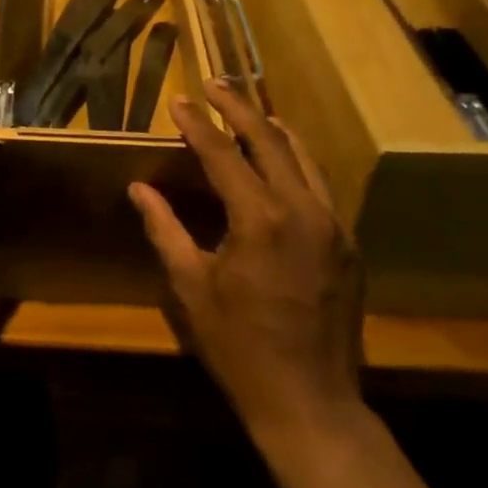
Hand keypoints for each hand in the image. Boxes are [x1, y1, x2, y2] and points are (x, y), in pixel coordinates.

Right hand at [132, 82, 365, 442]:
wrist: (311, 404)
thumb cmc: (241, 347)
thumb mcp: (192, 288)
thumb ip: (165, 230)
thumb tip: (139, 190)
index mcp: (260, 219)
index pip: (223, 154)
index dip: (197, 124)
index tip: (179, 100)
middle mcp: (303, 209)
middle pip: (270, 140)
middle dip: (239, 107)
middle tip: (215, 84)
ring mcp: (333, 225)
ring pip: (304, 156)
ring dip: (273, 129)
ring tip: (250, 110)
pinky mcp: (348, 243)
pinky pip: (321, 185)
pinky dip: (298, 161)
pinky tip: (283, 161)